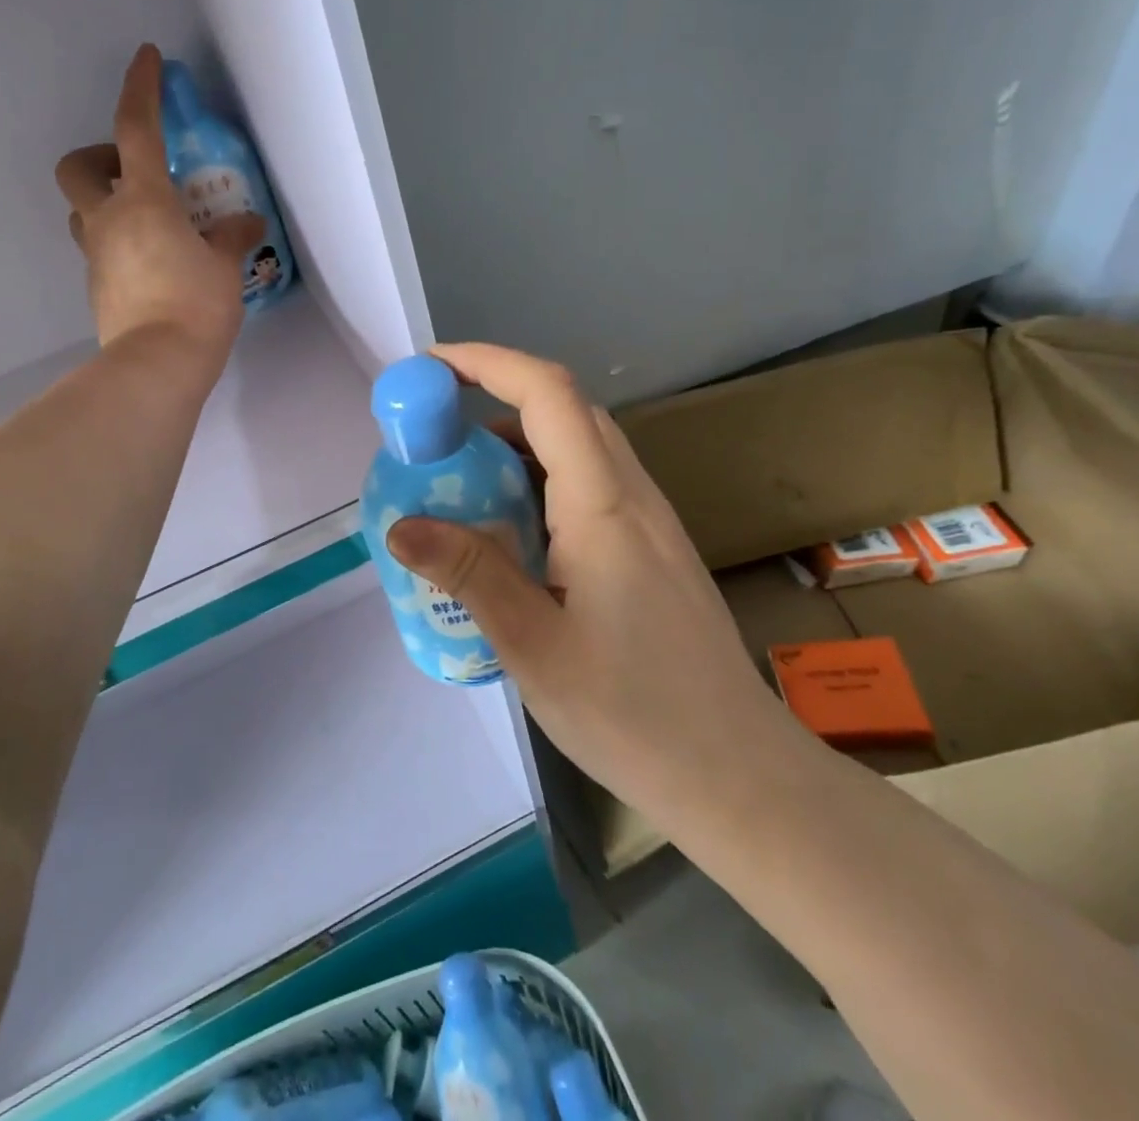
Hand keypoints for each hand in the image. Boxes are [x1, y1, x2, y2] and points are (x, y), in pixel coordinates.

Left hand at [56, 45, 262, 362]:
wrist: (157, 366)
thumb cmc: (196, 306)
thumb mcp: (225, 267)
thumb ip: (232, 237)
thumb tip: (247, 222)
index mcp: (143, 200)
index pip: (135, 128)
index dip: (141, 88)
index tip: (147, 58)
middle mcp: (108, 219)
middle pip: (78, 167)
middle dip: (98, 156)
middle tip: (135, 172)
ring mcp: (96, 255)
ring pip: (82, 211)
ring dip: (106, 203)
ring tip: (149, 222)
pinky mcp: (97, 287)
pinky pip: (100, 249)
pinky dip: (120, 243)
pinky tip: (154, 264)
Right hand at [385, 344, 799, 824]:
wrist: (738, 774)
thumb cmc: (634, 713)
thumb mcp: (534, 646)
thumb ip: (470, 574)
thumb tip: (400, 526)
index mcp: (603, 505)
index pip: (548, 393)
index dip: (486, 363)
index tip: (428, 370)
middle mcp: (632, 495)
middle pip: (565, 409)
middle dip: (495, 397)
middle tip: (434, 431)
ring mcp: (649, 520)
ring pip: (580, 445)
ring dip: (517, 441)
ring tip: (461, 481)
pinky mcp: (652, 548)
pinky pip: (590, 484)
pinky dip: (540, 480)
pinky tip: (511, 532)